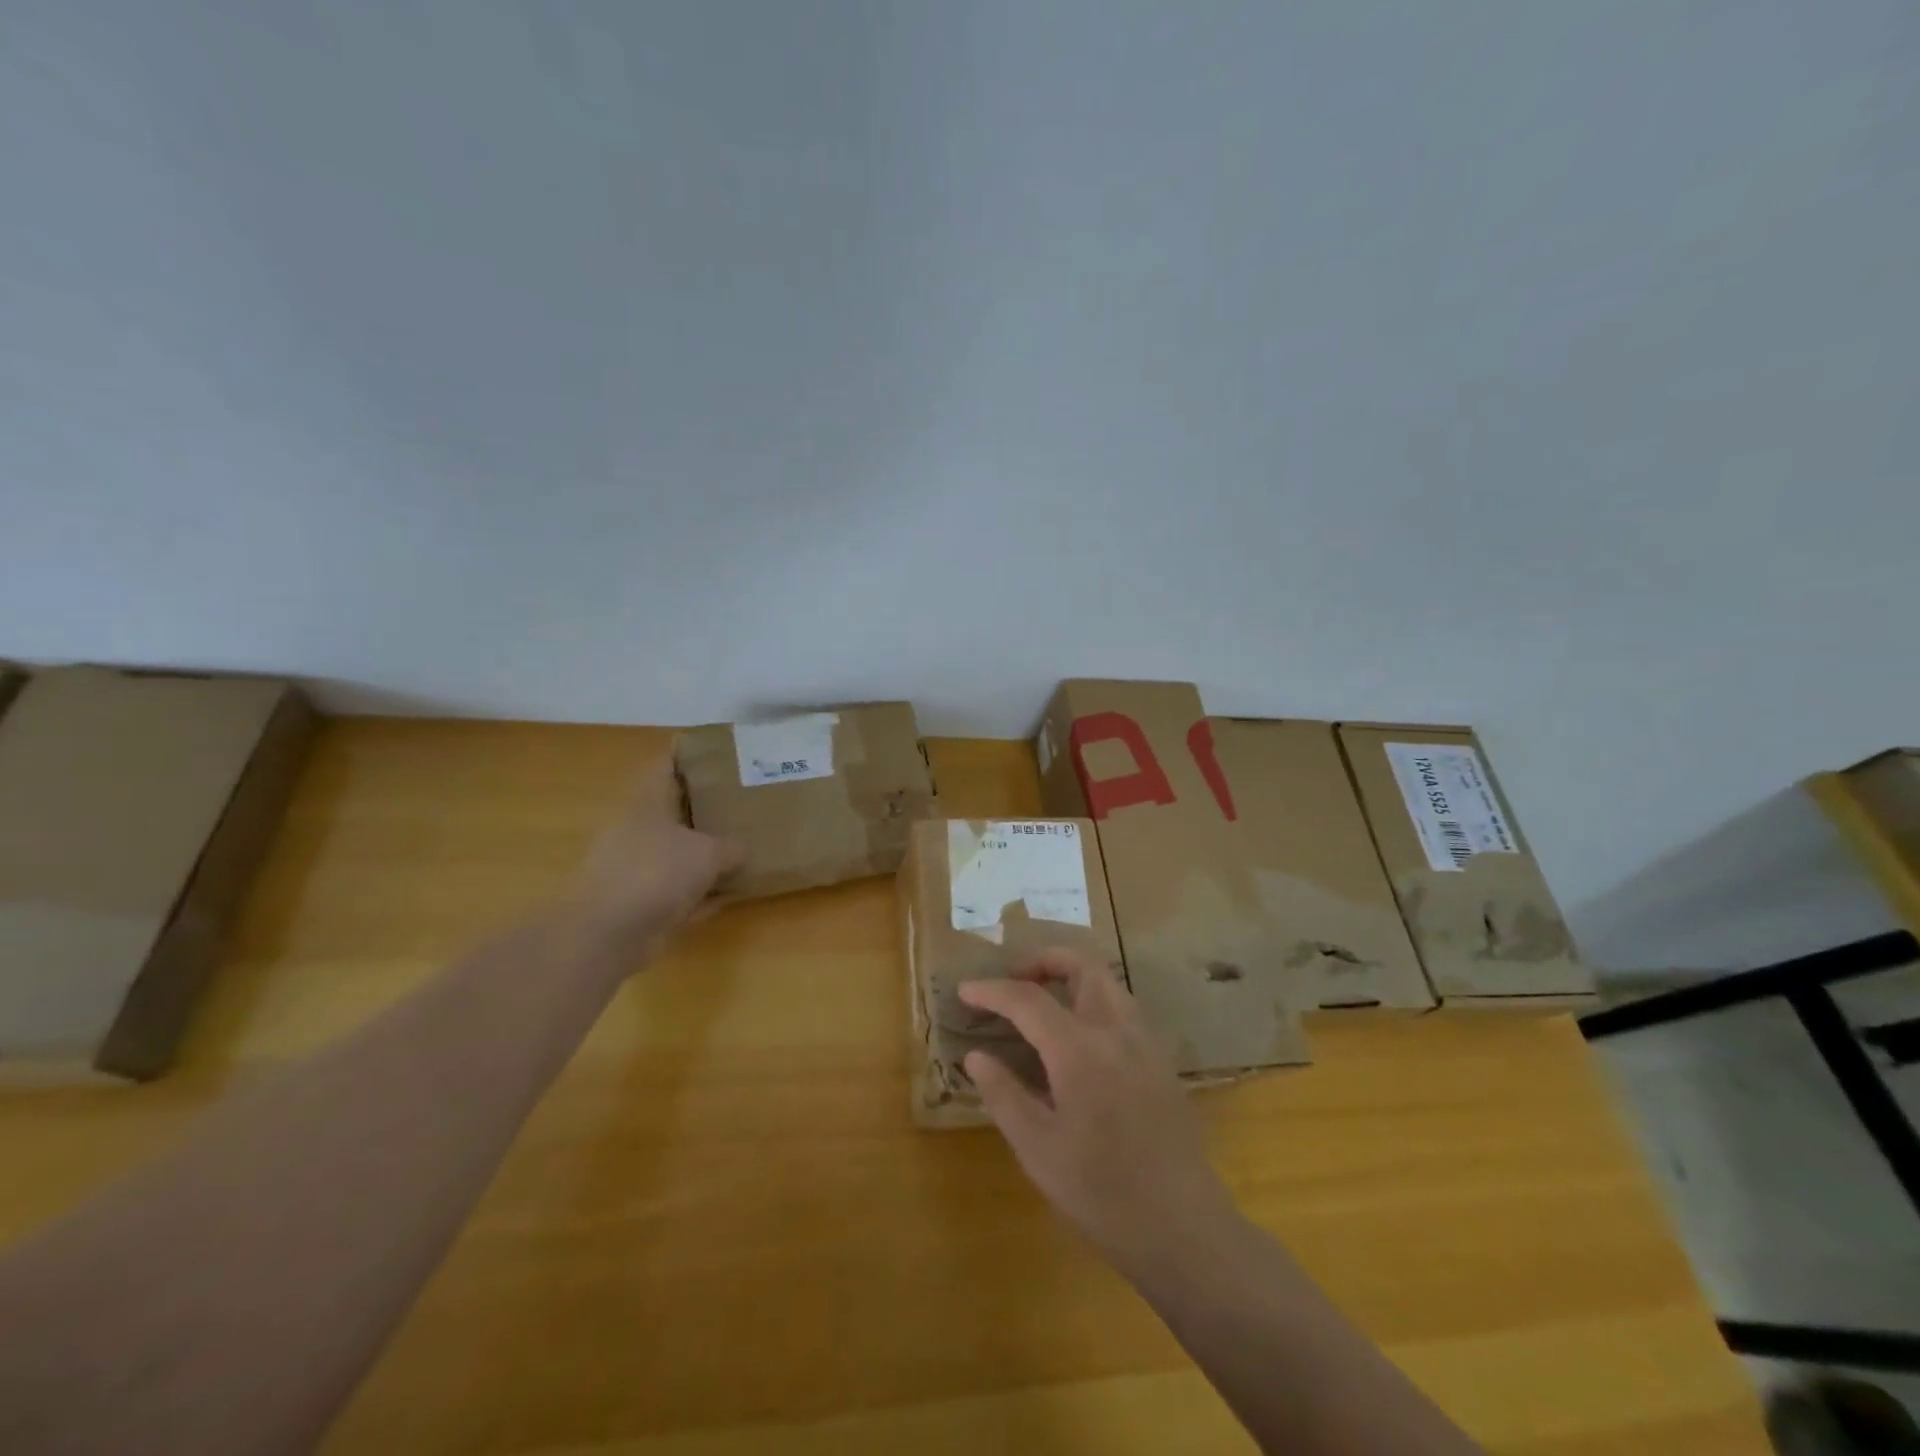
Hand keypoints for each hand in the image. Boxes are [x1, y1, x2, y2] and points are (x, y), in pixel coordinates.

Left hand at [562, 754, 741, 956]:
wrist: (607, 933)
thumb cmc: (657, 872)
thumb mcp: (709, 852)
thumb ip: (732, 847)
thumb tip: (743, 850)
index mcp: (647, 802)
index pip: (668, 765)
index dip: (693, 755)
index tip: (724, 756)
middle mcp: (637, 829)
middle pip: (676, 810)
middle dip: (708, 807)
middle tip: (744, 803)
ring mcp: (635, 868)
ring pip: (678, 853)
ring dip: (705, 854)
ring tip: (744, 848)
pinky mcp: (639, 903)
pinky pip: (678, 891)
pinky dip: (700, 892)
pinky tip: (729, 895)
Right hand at [960, 950, 1237, 1269]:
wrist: (1183, 1229)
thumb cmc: (1102, 1194)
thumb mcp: (1038, 1150)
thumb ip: (1003, 1094)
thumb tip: (975, 1056)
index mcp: (1080, 1050)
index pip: (1028, 999)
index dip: (992, 990)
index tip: (965, 991)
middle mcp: (1117, 1031)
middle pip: (1082, 965)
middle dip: (1043, 961)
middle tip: (1013, 983)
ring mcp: (1145, 1043)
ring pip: (1107, 982)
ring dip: (1071, 977)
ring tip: (1042, 1005)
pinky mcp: (1161, 1061)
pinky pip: (1123, 1009)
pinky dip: (1093, 1002)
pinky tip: (1078, 1040)